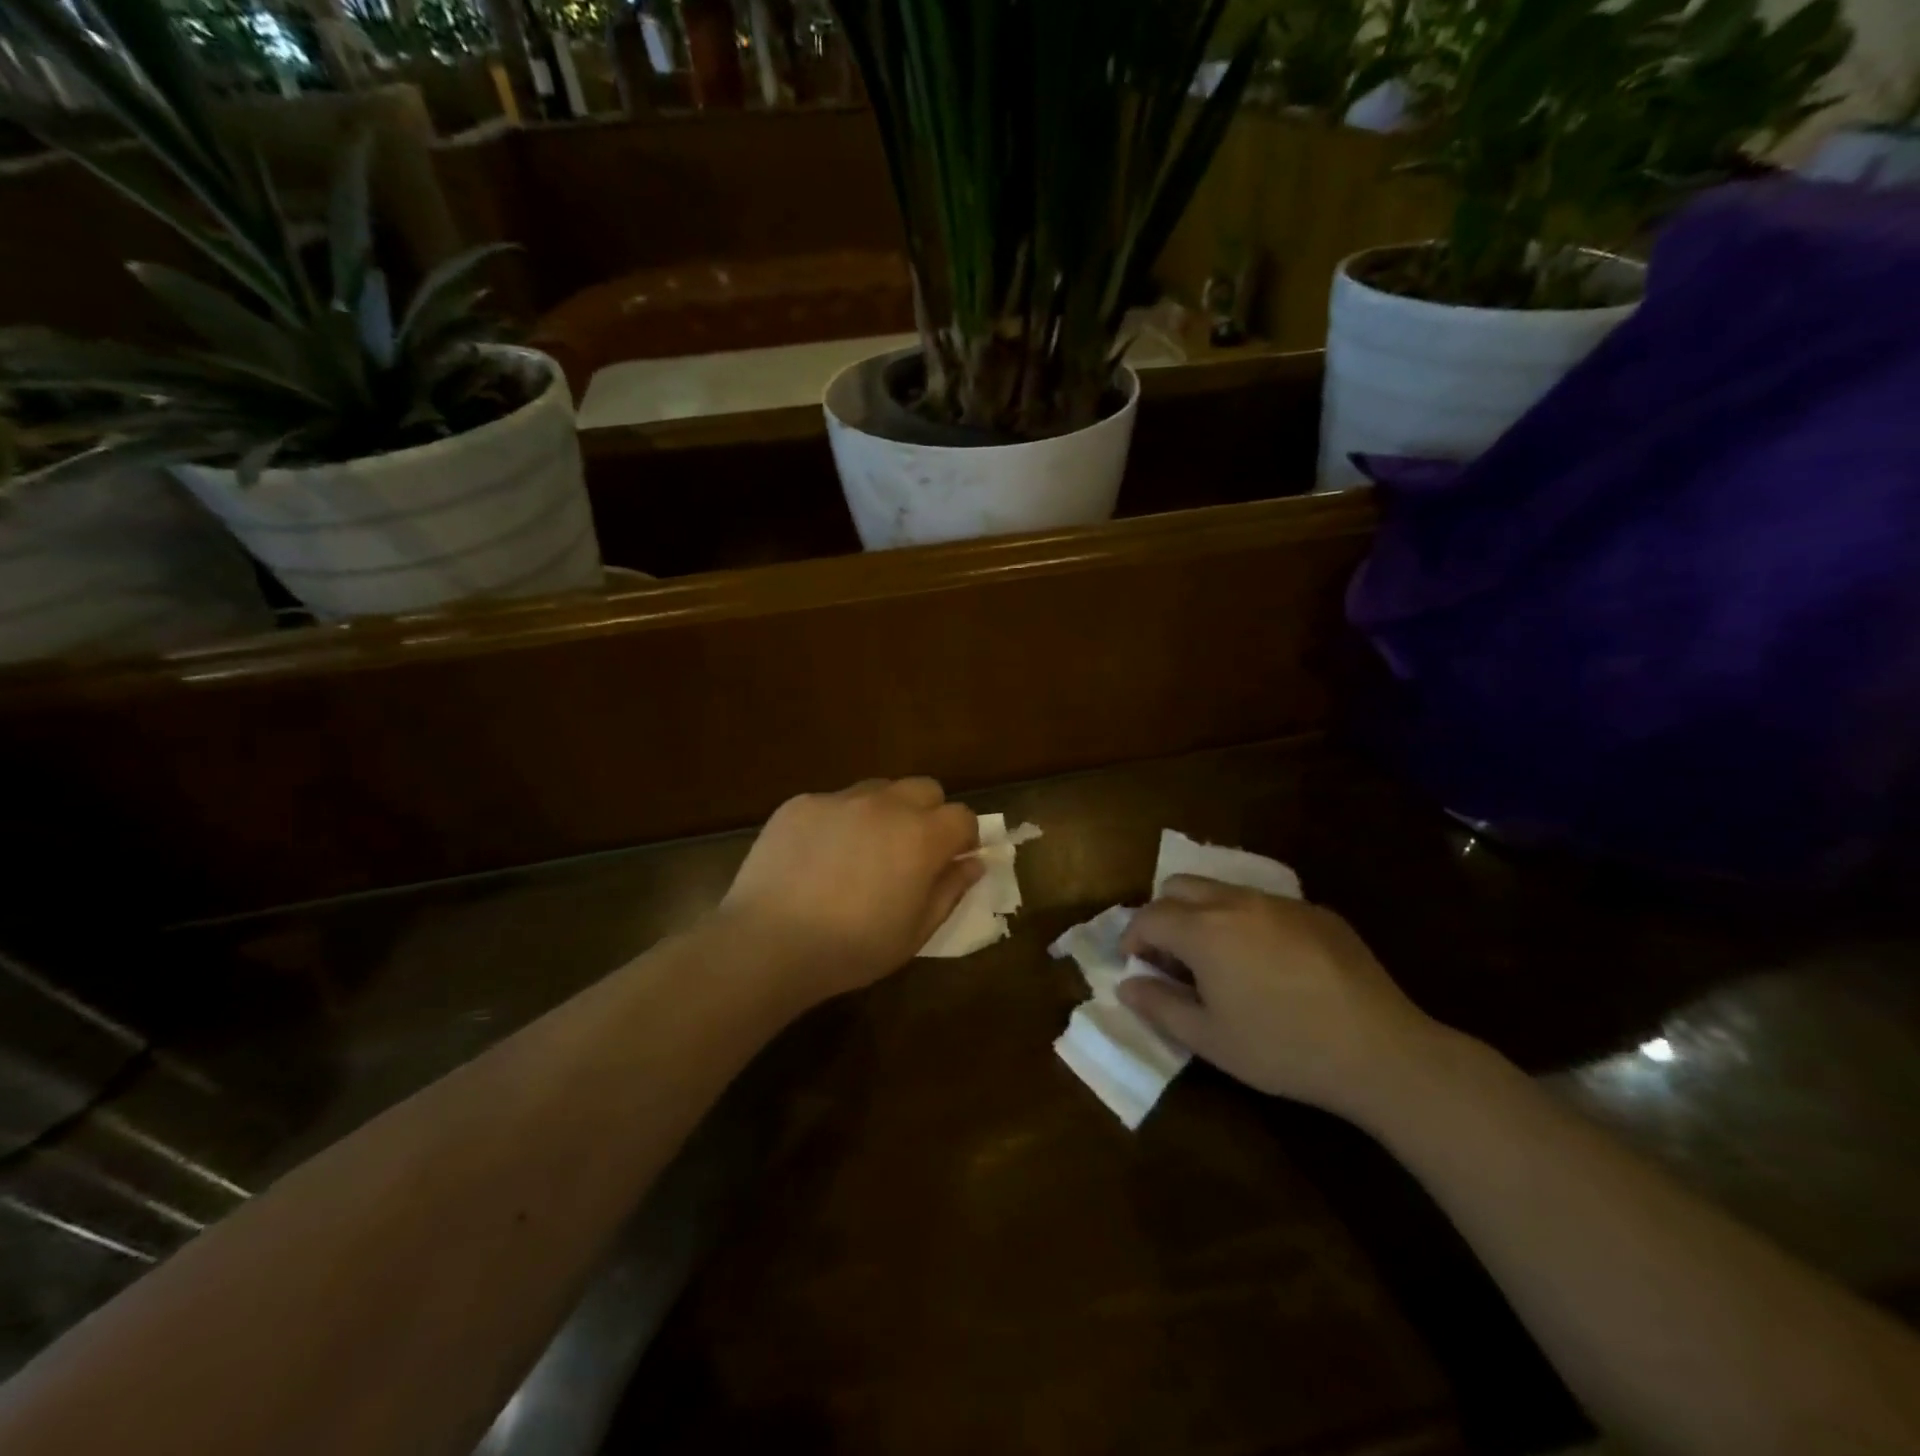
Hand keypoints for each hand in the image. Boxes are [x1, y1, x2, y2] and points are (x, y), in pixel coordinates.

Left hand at [718, 778, 981, 1005]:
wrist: (769, 942)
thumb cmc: (852, 948)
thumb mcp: (915, 932)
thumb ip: (950, 891)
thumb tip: (973, 863)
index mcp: (922, 837)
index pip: (963, 816)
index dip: (963, 837)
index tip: (953, 860)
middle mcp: (886, 805)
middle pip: (925, 789)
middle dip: (929, 813)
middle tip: (911, 851)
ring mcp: (840, 799)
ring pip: (879, 789)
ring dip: (885, 811)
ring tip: (863, 850)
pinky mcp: (801, 803)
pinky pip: (834, 801)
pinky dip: (839, 820)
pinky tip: (819, 857)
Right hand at [1118, 877, 1449, 1123]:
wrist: (1379, 1049)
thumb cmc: (1282, 1048)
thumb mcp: (1210, 1039)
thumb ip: (1160, 1006)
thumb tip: (1127, 984)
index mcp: (1203, 930)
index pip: (1149, 916)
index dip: (1132, 937)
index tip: (1134, 962)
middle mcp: (1236, 902)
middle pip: (1180, 886)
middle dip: (1163, 913)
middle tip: (1172, 955)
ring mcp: (1280, 902)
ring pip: (1224, 890)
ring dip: (1205, 913)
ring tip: (1219, 958)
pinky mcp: (1317, 911)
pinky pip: (1266, 904)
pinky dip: (1249, 922)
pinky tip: (1272, 964)